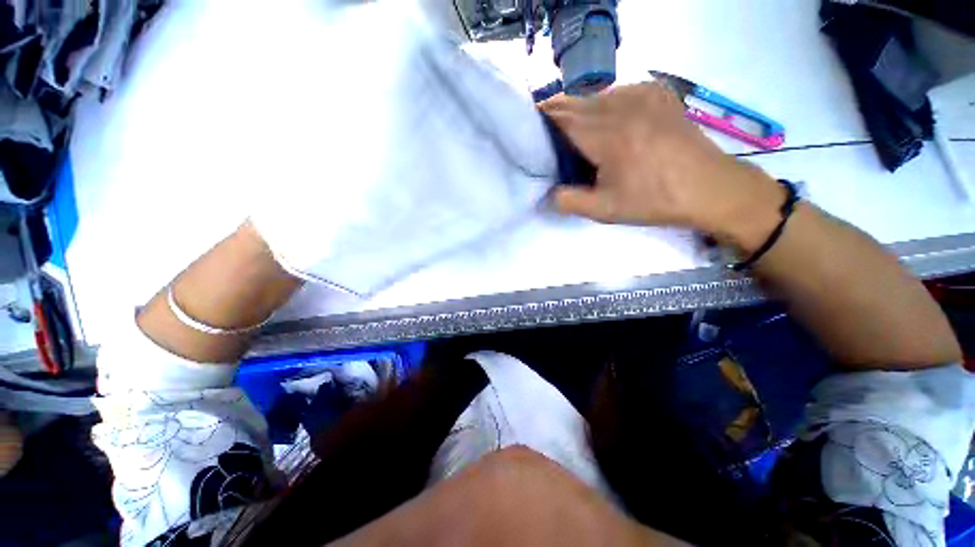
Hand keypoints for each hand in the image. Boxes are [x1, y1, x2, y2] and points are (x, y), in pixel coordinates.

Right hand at [542, 83, 784, 253]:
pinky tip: (606, 123)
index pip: (561, 116)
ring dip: (578, 110)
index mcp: (607, 134)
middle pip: (574, 101)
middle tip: (547, 137)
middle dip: (556, 115)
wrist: (708, 187)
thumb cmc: (654, 200)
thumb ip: (568, 201)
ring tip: (574, 133)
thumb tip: (547, 193)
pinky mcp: (657, 92)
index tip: (529, 131)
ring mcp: (642, 93)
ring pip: (594, 94)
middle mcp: (622, 105)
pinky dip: (603, 104)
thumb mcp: (605, 210)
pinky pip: (618, 91)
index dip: (541, 120)